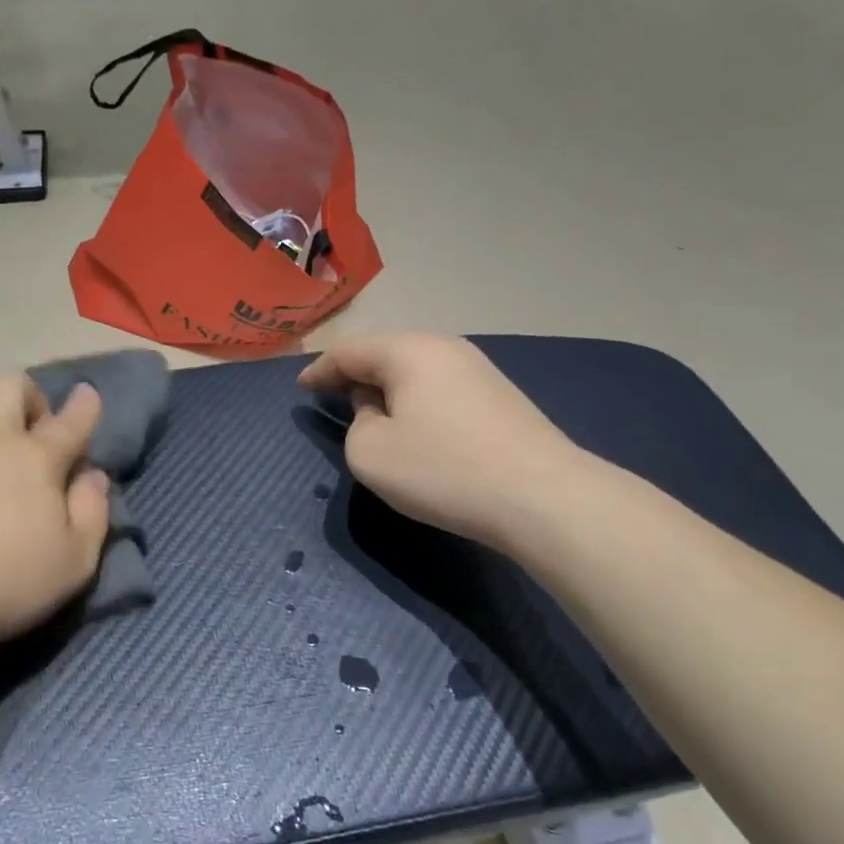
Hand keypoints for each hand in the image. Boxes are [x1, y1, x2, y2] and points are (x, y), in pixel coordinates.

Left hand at [0, 375, 112, 657]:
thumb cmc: (1, 582)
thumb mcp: (73, 563)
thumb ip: (93, 512)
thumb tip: (92, 477)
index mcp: (35, 458)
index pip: (71, 420)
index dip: (84, 405)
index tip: (87, 395)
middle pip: (10, 384)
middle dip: (29, 395)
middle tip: (31, 433)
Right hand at [299, 333, 583, 544]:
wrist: (542, 497)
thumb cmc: (443, 470)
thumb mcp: (370, 452)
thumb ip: (356, 423)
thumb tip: (377, 409)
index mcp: (408, 351)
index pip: (349, 351)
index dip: (319, 369)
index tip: (301, 388)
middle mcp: (444, 347)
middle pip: (385, 352)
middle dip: (354, 373)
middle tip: (331, 395)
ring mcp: (478, 369)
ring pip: (415, 369)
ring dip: (387, 386)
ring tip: (369, 410)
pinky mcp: (499, 396)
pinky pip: (440, 387)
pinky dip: (416, 399)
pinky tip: (415, 424)